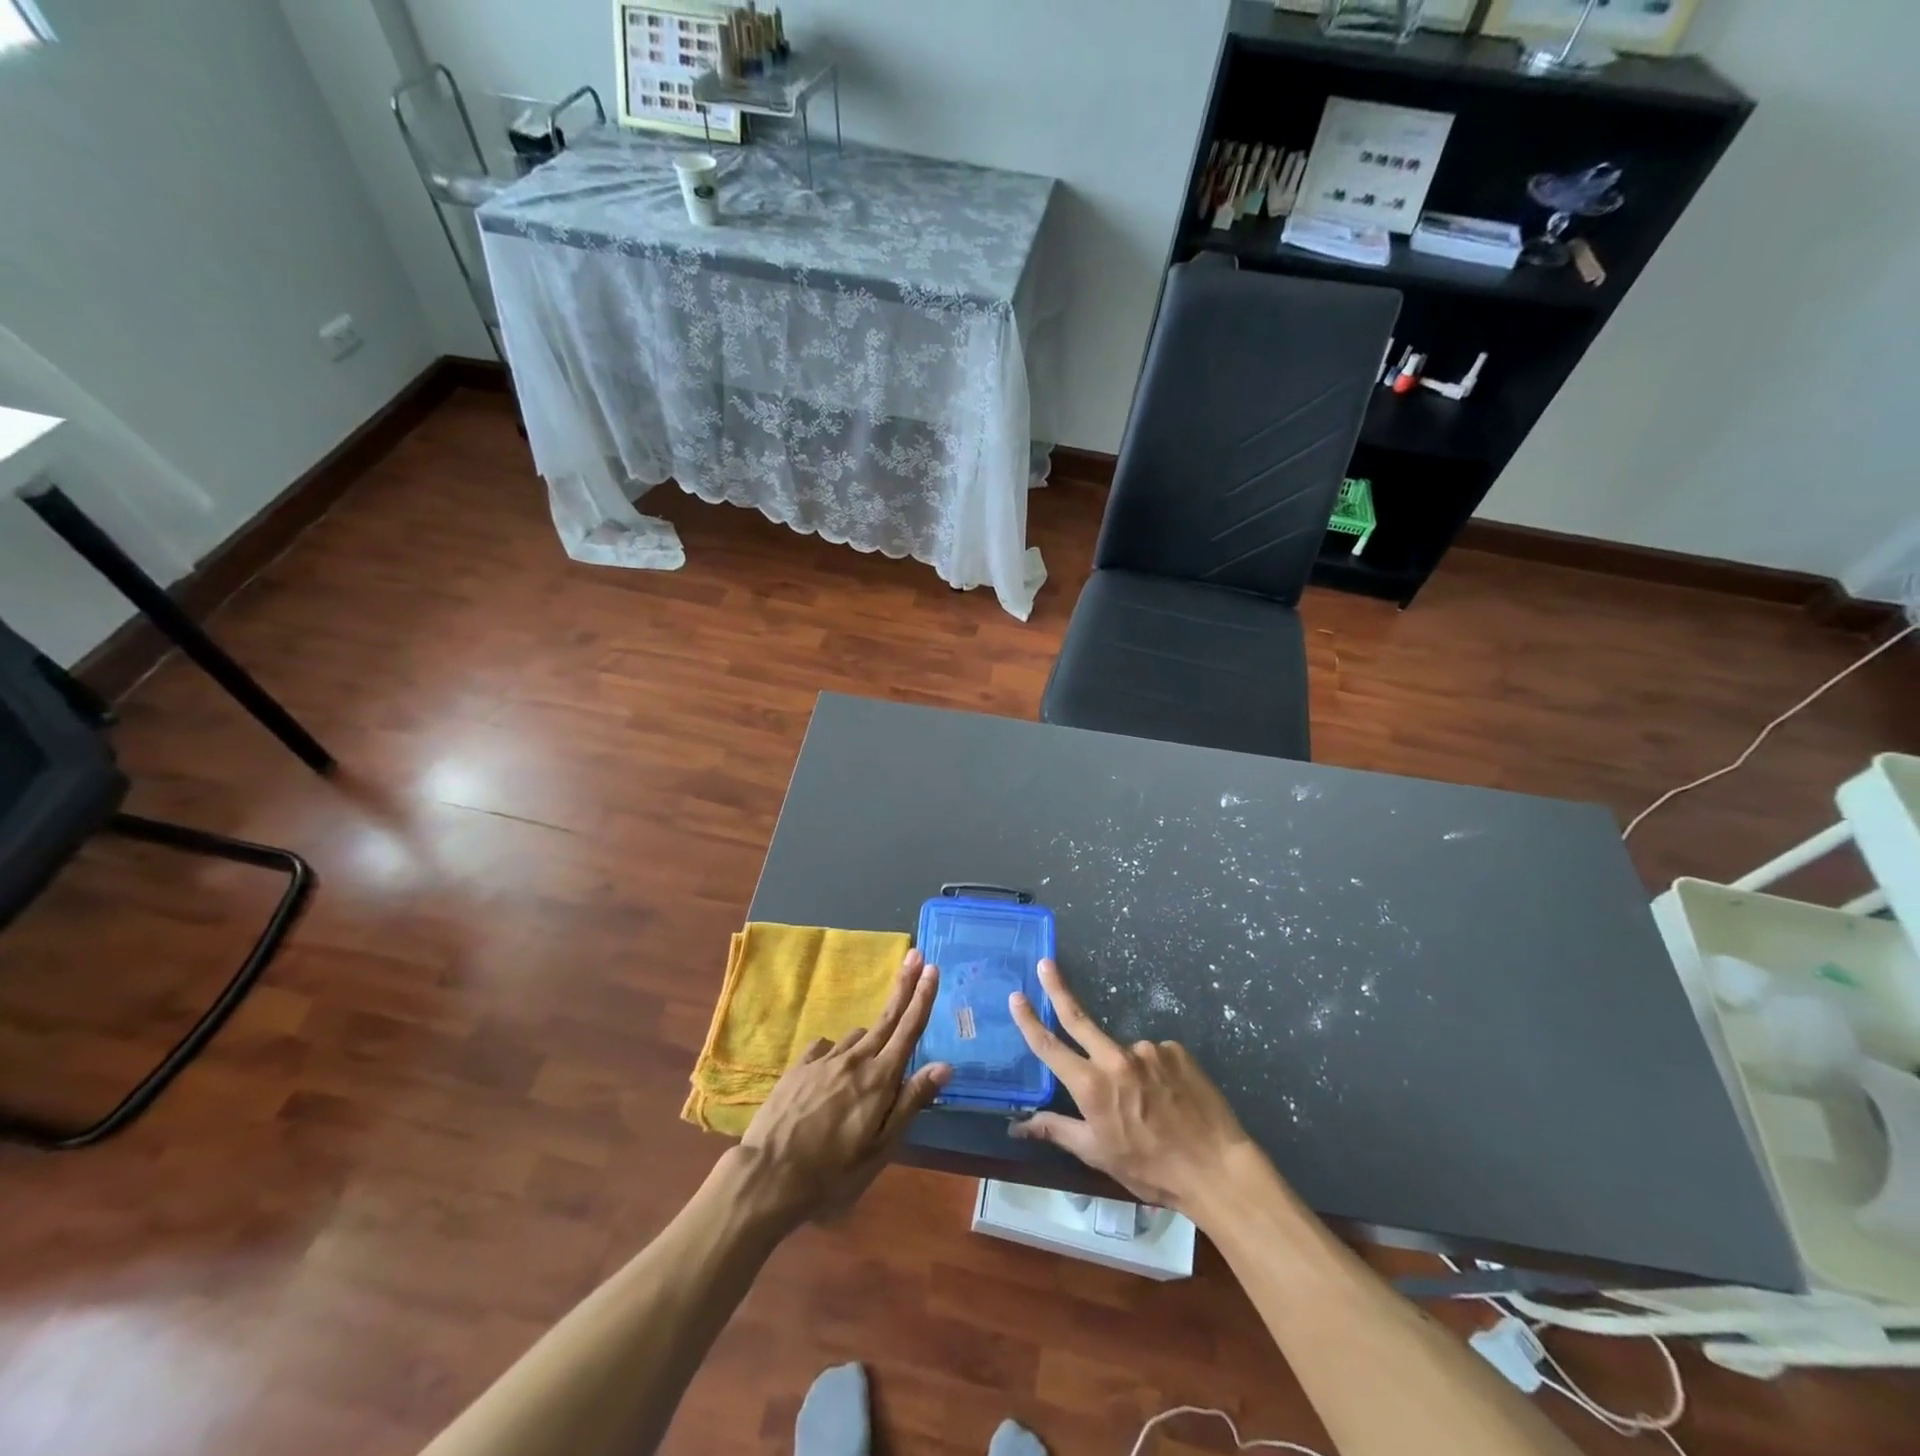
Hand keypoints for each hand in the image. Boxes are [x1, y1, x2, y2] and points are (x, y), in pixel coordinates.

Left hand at [735, 949, 950, 1228]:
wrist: (768, 1176)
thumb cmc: (833, 1172)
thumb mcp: (881, 1148)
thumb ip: (911, 1102)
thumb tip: (945, 1065)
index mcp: (879, 1079)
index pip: (908, 1029)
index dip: (922, 998)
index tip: (932, 968)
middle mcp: (854, 1059)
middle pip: (886, 1017)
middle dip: (904, 985)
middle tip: (916, 956)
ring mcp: (824, 1060)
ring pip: (857, 1035)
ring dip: (872, 1035)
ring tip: (874, 1054)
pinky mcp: (799, 1067)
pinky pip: (827, 1047)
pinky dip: (839, 1050)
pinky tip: (835, 1065)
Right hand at [1008, 958, 1253, 1212]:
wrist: (1216, 1169)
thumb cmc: (1151, 1168)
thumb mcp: (1098, 1155)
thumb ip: (1057, 1130)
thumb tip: (1017, 1125)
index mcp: (1092, 1086)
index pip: (1050, 1047)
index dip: (1030, 1021)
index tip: (1016, 997)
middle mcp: (1116, 1058)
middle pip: (1079, 1017)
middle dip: (1058, 988)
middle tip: (1046, 964)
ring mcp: (1148, 1050)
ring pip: (1124, 1052)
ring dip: (1126, 1068)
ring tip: (1149, 1105)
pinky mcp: (1175, 1049)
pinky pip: (1154, 1055)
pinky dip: (1154, 1071)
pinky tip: (1169, 1096)